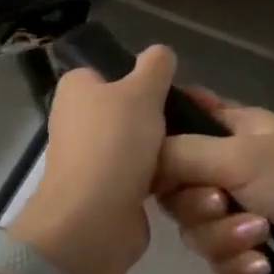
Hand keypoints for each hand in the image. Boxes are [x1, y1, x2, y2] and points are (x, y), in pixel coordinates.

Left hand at [8, 46, 176, 273]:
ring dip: (164, 147)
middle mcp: (78, 119)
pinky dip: (160, 175)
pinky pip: (141, 173)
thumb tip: (161, 53)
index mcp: (76, 88)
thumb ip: (155, 66)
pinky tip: (186, 175)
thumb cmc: (115, 144)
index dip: (143, 76)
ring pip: (139, 142)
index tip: (174, 87)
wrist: (95, 220)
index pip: (112, 70)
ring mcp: (91, 157)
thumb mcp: (142, 91)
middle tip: (194, 118)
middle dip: (160, 115)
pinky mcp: (107, 189)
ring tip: (197, 146)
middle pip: (130, 107)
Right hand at [152, 91, 273, 273]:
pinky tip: (262, 268)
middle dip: (197, 207)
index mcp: (228, 127)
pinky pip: (222, 259)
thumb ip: (182, 154)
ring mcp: (243, 206)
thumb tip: (140, 158)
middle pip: (176, 188)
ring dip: (224, 239)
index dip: (158, 147)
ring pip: (197, 229)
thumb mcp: (241, 157)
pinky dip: (238, 265)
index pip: (174, 124)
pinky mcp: (256, 247)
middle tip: (222, 206)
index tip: (153, 169)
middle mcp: (229, 164)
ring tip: (259, 238)